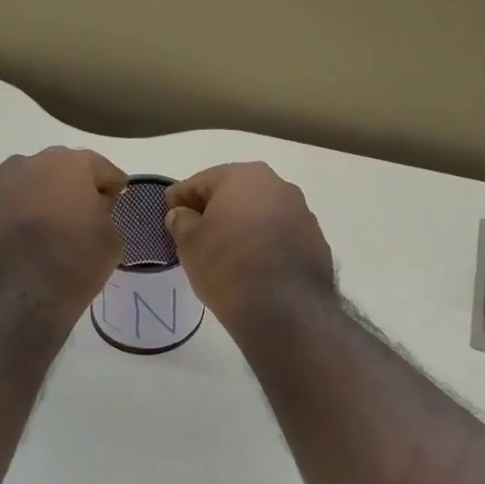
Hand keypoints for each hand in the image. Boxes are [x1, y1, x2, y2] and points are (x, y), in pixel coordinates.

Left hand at [0, 148, 126, 332]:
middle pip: (57, 167)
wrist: (14, 301)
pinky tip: (7, 227)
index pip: (99, 166)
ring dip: (34, 194)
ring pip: (21, 179)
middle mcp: (29, 163)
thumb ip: (105, 214)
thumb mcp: (112, 242)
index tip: (118, 195)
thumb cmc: (73, 267)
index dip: (111, 181)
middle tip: (81, 211)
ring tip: (41, 222)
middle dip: (71, 185)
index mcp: (70, 166)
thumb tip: (93, 208)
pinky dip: (0, 206)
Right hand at [164, 162, 335, 332]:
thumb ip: (181, 221)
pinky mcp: (316, 242)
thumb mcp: (190, 243)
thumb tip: (182, 214)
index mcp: (245, 176)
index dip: (181, 197)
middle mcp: (279, 186)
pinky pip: (281, 237)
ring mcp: (303, 214)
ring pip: (262, 215)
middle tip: (195, 231)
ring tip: (225, 252)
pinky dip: (265, 245)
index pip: (202, 181)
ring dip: (243, 227)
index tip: (167, 211)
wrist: (284, 306)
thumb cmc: (227, 264)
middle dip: (215, 209)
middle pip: (236, 194)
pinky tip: (253, 266)